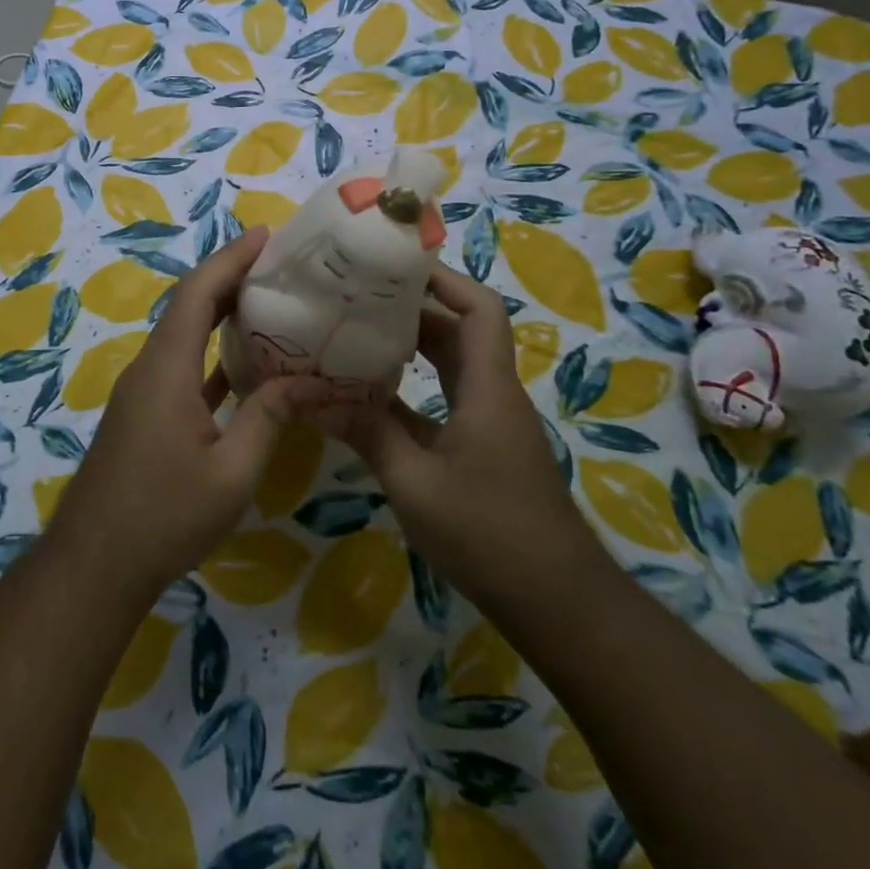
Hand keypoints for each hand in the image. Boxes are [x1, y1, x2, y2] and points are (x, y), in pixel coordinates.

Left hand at [48, 227, 323, 608]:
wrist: (95, 562)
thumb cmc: (165, 515)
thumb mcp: (232, 471)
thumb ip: (268, 418)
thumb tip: (309, 381)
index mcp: (166, 368)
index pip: (198, 294)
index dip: (230, 259)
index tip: (265, 235)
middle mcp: (150, 367)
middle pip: (189, 305)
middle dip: (229, 277)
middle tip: (276, 263)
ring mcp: (143, 391)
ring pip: (184, 334)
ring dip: (219, 312)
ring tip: (267, 300)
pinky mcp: (144, 413)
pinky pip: (181, 365)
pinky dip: (210, 353)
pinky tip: (243, 362)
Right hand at [334, 263, 604, 611]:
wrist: (556, 602)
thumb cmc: (489, 533)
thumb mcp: (415, 483)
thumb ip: (367, 434)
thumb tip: (313, 397)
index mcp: (487, 388)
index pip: (479, 309)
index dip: (444, 280)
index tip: (396, 267)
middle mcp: (493, 393)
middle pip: (460, 330)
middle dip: (412, 308)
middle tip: (358, 297)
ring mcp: (490, 422)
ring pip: (452, 365)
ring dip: (412, 347)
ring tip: (357, 334)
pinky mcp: (483, 448)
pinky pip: (447, 398)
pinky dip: (413, 388)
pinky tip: (372, 396)